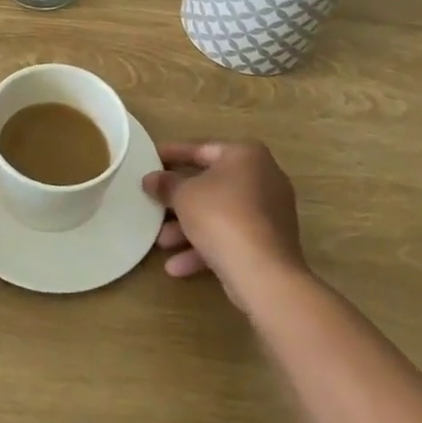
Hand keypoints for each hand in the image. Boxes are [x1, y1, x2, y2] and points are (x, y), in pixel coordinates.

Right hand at [144, 140, 307, 308]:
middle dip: (179, 200)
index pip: (202, 149)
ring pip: (220, 214)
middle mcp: (264, 178)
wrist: (264, 273)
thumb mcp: (183, 195)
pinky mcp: (270, 244)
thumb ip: (166, 184)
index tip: (151, 159)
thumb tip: (151, 179)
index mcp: (246, 155)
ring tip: (161, 243)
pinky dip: (205, 247)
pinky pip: (232, 237)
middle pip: (211, 185)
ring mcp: (270, 213)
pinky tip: (177, 267)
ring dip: (188, 228)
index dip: (173, 154)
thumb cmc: (221, 216)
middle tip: (154, 202)